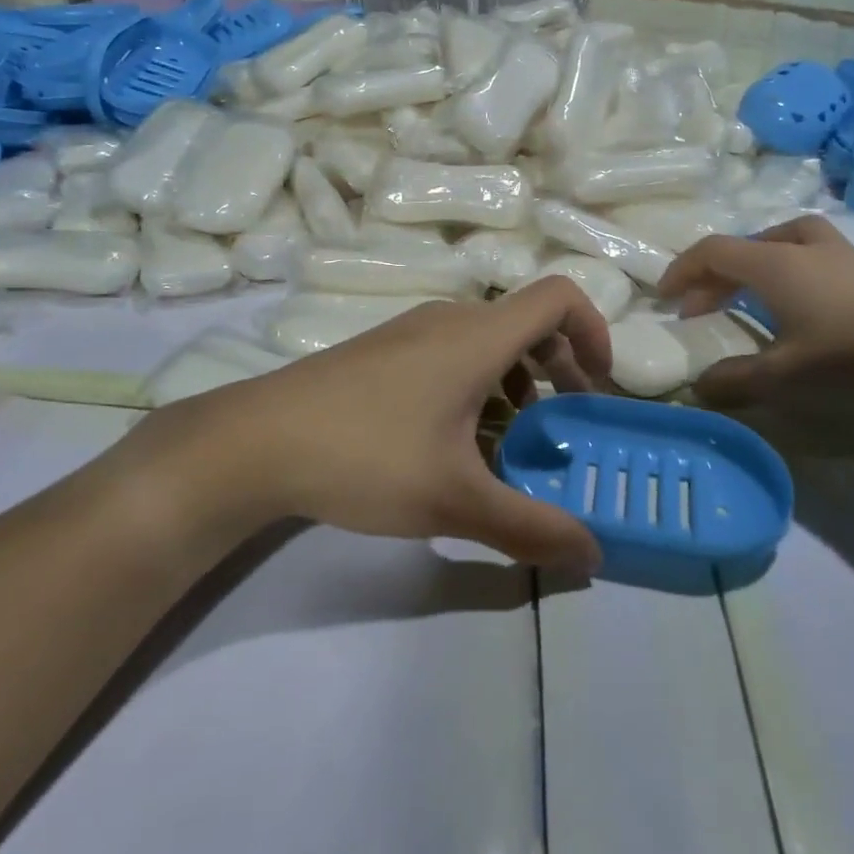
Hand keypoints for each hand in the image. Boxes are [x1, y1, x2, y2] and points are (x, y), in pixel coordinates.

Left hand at [124, 279, 610, 571]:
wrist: (257, 442)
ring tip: (510, 442)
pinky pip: (451, 352)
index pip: (558, 297)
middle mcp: (449, 320)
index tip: (596, 388)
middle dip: (558, 370)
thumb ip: (530, 528)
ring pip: (487, 341)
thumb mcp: (454, 501)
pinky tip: (454, 441)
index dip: (594, 331)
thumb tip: (593, 555)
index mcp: (477, 337)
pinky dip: (477, 385)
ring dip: (516, 382)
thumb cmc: (366, 457)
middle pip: (526, 322)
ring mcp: (411, 332)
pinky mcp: (383, 351)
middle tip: (562, 425)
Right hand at [658, 215, 853, 408]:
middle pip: (749, 245)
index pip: (714, 251)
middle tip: (702, 306)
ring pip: (791, 241)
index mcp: (777, 265)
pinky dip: (800, 273)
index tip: (664, 297)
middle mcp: (808, 250)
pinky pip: (824, 258)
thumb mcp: (786, 378)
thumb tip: (698, 386)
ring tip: (756, 291)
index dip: (682, 270)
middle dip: (716, 274)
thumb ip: (735, 381)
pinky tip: (814, 306)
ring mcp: (850, 257)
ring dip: (761, 262)